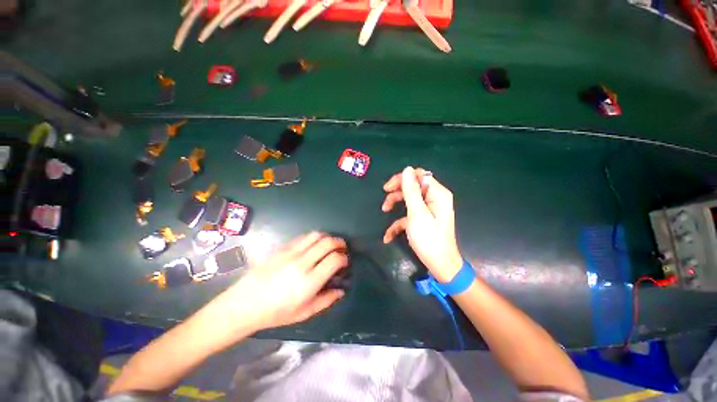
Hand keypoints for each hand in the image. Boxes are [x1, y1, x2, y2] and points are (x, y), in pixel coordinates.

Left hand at [210, 232, 347, 336]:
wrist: (245, 304)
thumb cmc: (276, 313)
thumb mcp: (304, 313)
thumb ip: (326, 300)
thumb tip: (341, 290)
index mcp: (309, 282)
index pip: (334, 260)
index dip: (344, 258)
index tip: (345, 262)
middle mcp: (302, 263)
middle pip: (328, 243)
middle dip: (339, 243)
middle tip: (342, 248)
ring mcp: (291, 253)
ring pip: (316, 235)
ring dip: (327, 237)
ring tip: (329, 244)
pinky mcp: (282, 249)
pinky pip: (303, 237)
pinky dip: (313, 238)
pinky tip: (313, 245)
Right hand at [382, 167, 462, 282]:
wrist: (440, 266)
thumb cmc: (429, 239)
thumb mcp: (417, 213)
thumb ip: (411, 191)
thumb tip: (406, 169)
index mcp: (437, 194)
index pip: (418, 175)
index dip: (402, 179)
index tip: (387, 188)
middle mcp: (434, 198)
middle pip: (412, 186)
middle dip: (397, 192)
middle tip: (385, 199)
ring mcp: (428, 209)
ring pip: (408, 199)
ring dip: (395, 204)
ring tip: (384, 211)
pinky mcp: (423, 219)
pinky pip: (409, 214)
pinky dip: (399, 222)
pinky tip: (389, 235)